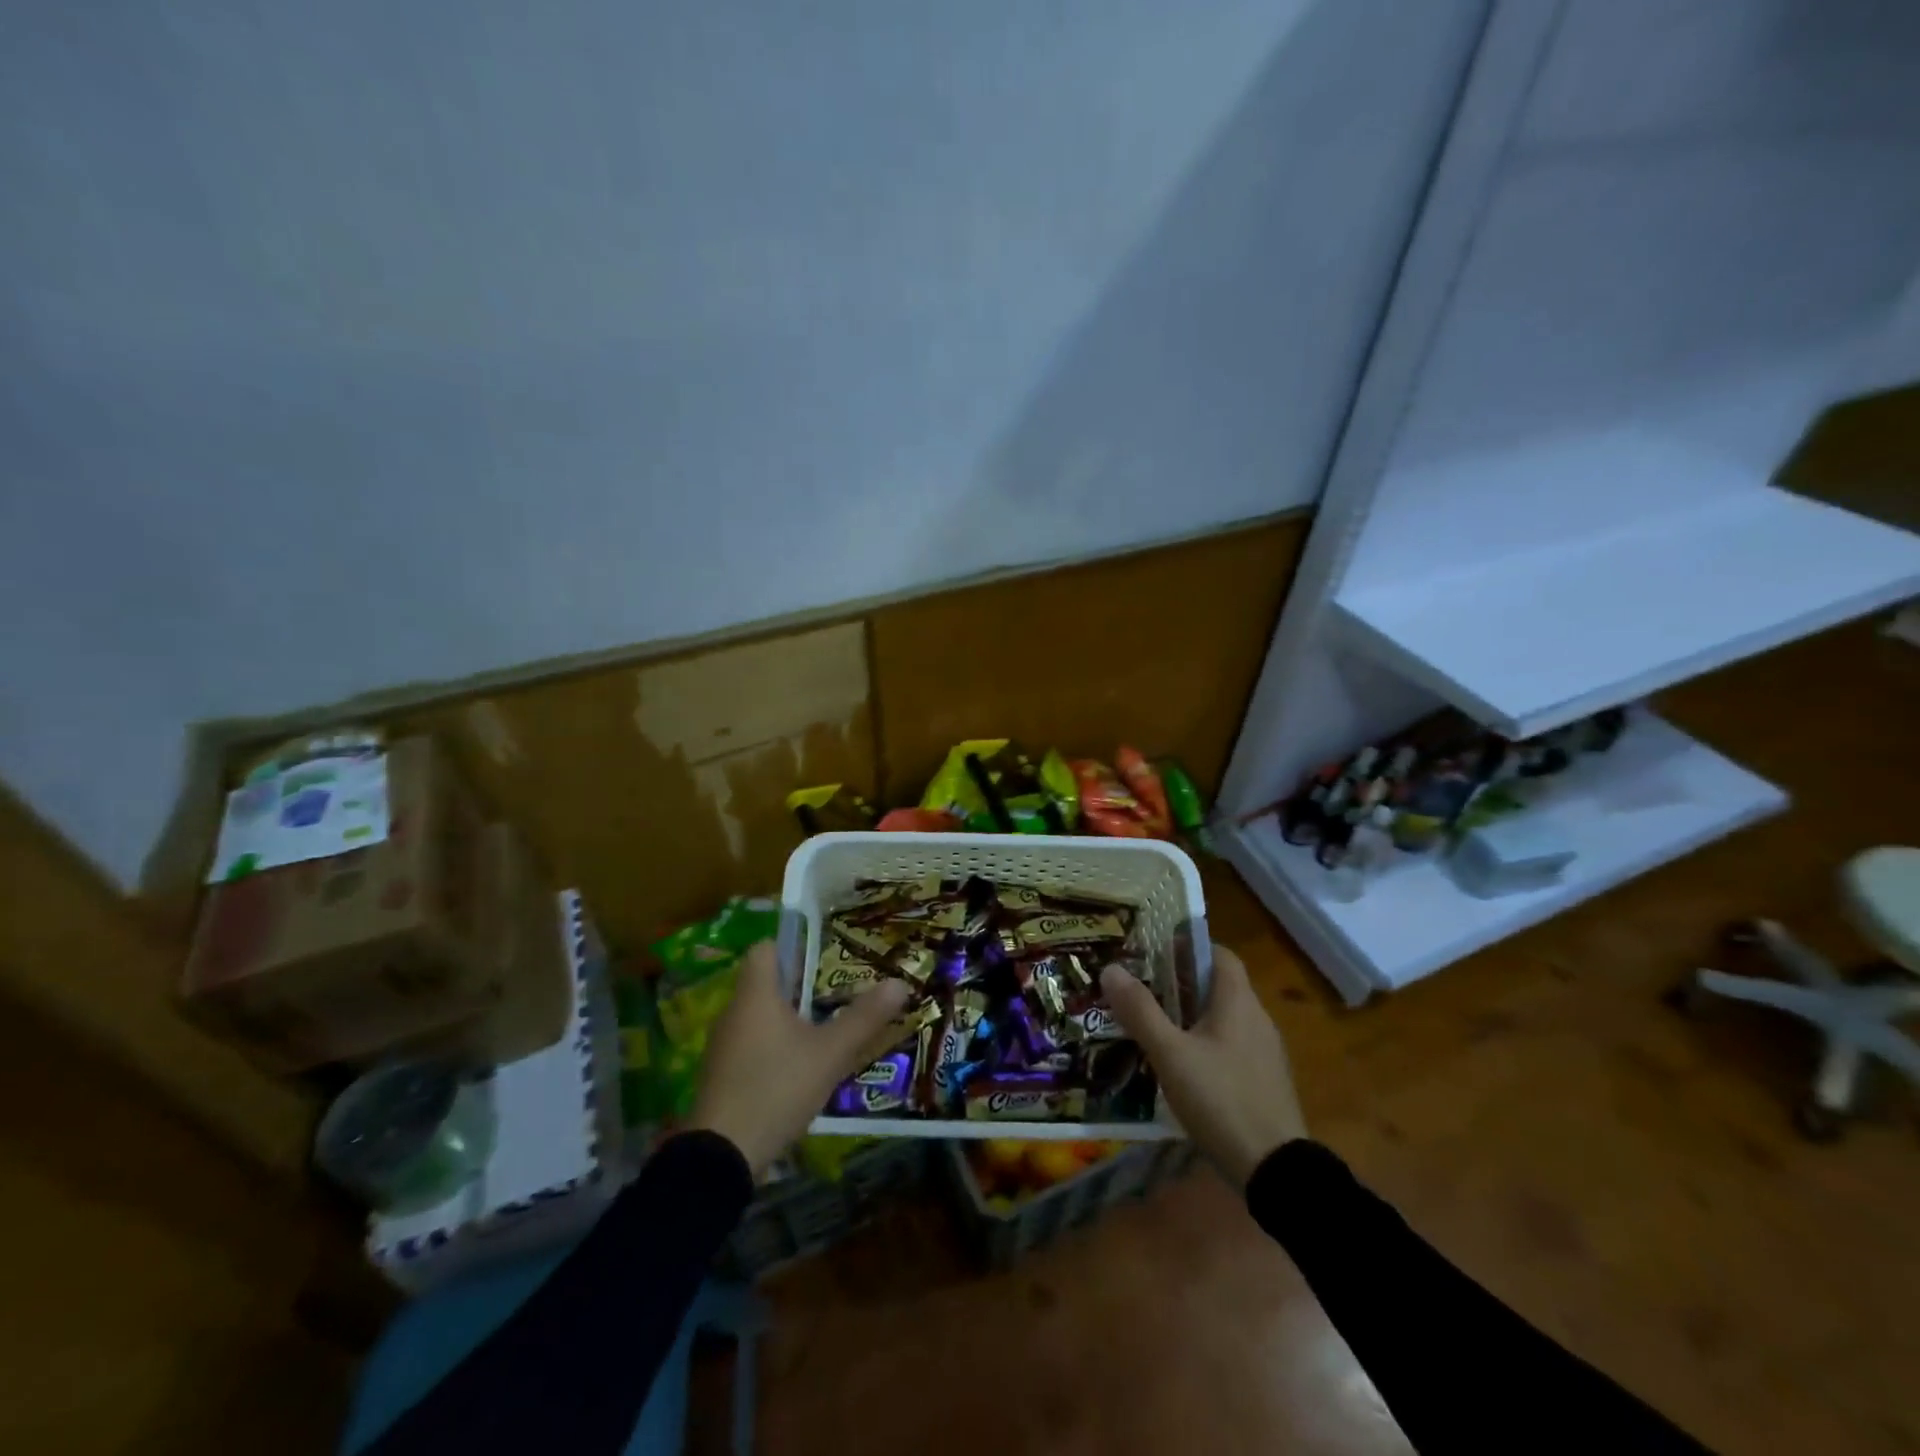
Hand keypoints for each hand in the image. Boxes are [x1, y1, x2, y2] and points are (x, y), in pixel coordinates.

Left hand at [689, 940, 911, 1176]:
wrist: (721, 1157)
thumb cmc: (776, 1088)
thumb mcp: (829, 1054)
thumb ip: (863, 1018)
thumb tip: (899, 983)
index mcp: (755, 995)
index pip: (764, 949)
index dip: (791, 946)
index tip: (821, 957)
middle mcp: (733, 1012)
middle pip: (764, 983)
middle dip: (798, 986)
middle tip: (836, 994)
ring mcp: (723, 1046)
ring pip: (759, 1017)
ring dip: (787, 1020)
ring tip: (823, 1030)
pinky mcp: (722, 1076)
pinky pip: (751, 1046)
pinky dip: (773, 1047)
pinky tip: (799, 1069)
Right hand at [1101, 944, 1305, 1188]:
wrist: (1276, 1172)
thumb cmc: (1221, 1100)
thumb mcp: (1170, 1054)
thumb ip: (1140, 1011)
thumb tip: (1110, 968)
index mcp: (1238, 1002)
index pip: (1219, 954)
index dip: (1189, 946)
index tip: (1155, 951)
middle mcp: (1256, 1018)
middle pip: (1218, 985)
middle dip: (1181, 982)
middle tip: (1142, 987)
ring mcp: (1265, 1052)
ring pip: (1224, 1017)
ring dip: (1191, 1014)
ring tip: (1153, 1024)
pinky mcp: (1264, 1081)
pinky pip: (1231, 1046)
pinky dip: (1205, 1043)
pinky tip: (1180, 1065)